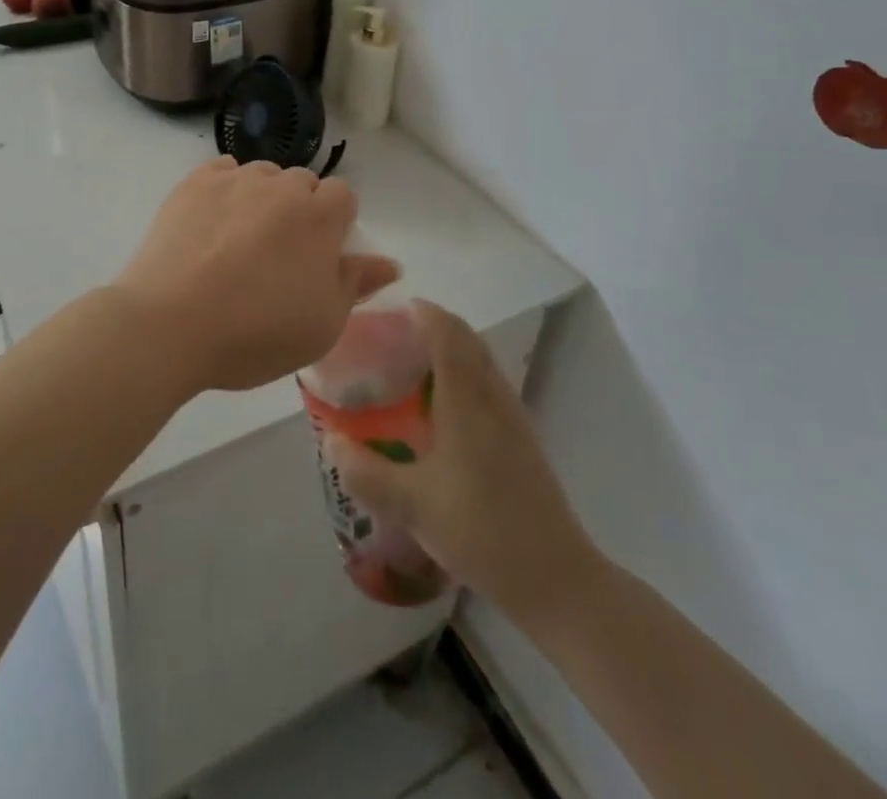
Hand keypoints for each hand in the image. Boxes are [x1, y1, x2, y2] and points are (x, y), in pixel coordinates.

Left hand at [111, 157, 400, 393]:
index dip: (336, 223)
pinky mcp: (193, 184)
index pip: (344, 195)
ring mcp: (233, 180)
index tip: (319, 256)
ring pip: (262, 175)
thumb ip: (356, 284)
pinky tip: (212, 222)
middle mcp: (280, 186)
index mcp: (319, 216)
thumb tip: (389, 262)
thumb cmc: (256, 333)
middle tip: (278, 256)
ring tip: (240, 241)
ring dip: (262, 198)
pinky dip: (225, 189)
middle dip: (299, 210)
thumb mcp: (322, 325)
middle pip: (302, 183)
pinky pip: (222, 171)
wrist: (170, 325)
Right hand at [327, 301, 599, 621]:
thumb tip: (330, 441)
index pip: (448, 333)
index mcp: (467, 401)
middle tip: (394, 336)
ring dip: (452, 349)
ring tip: (413, 365)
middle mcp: (493, 398)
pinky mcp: (523, 440)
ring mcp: (513, 418)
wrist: (556, 578)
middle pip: (468, 340)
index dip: (424, 312)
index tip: (392, 308)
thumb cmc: (480, 530)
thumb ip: (365, 472)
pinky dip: (465, 375)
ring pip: (482, 362)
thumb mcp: (411, 505)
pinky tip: (444, 409)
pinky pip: (490, 385)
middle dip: (434, 326)